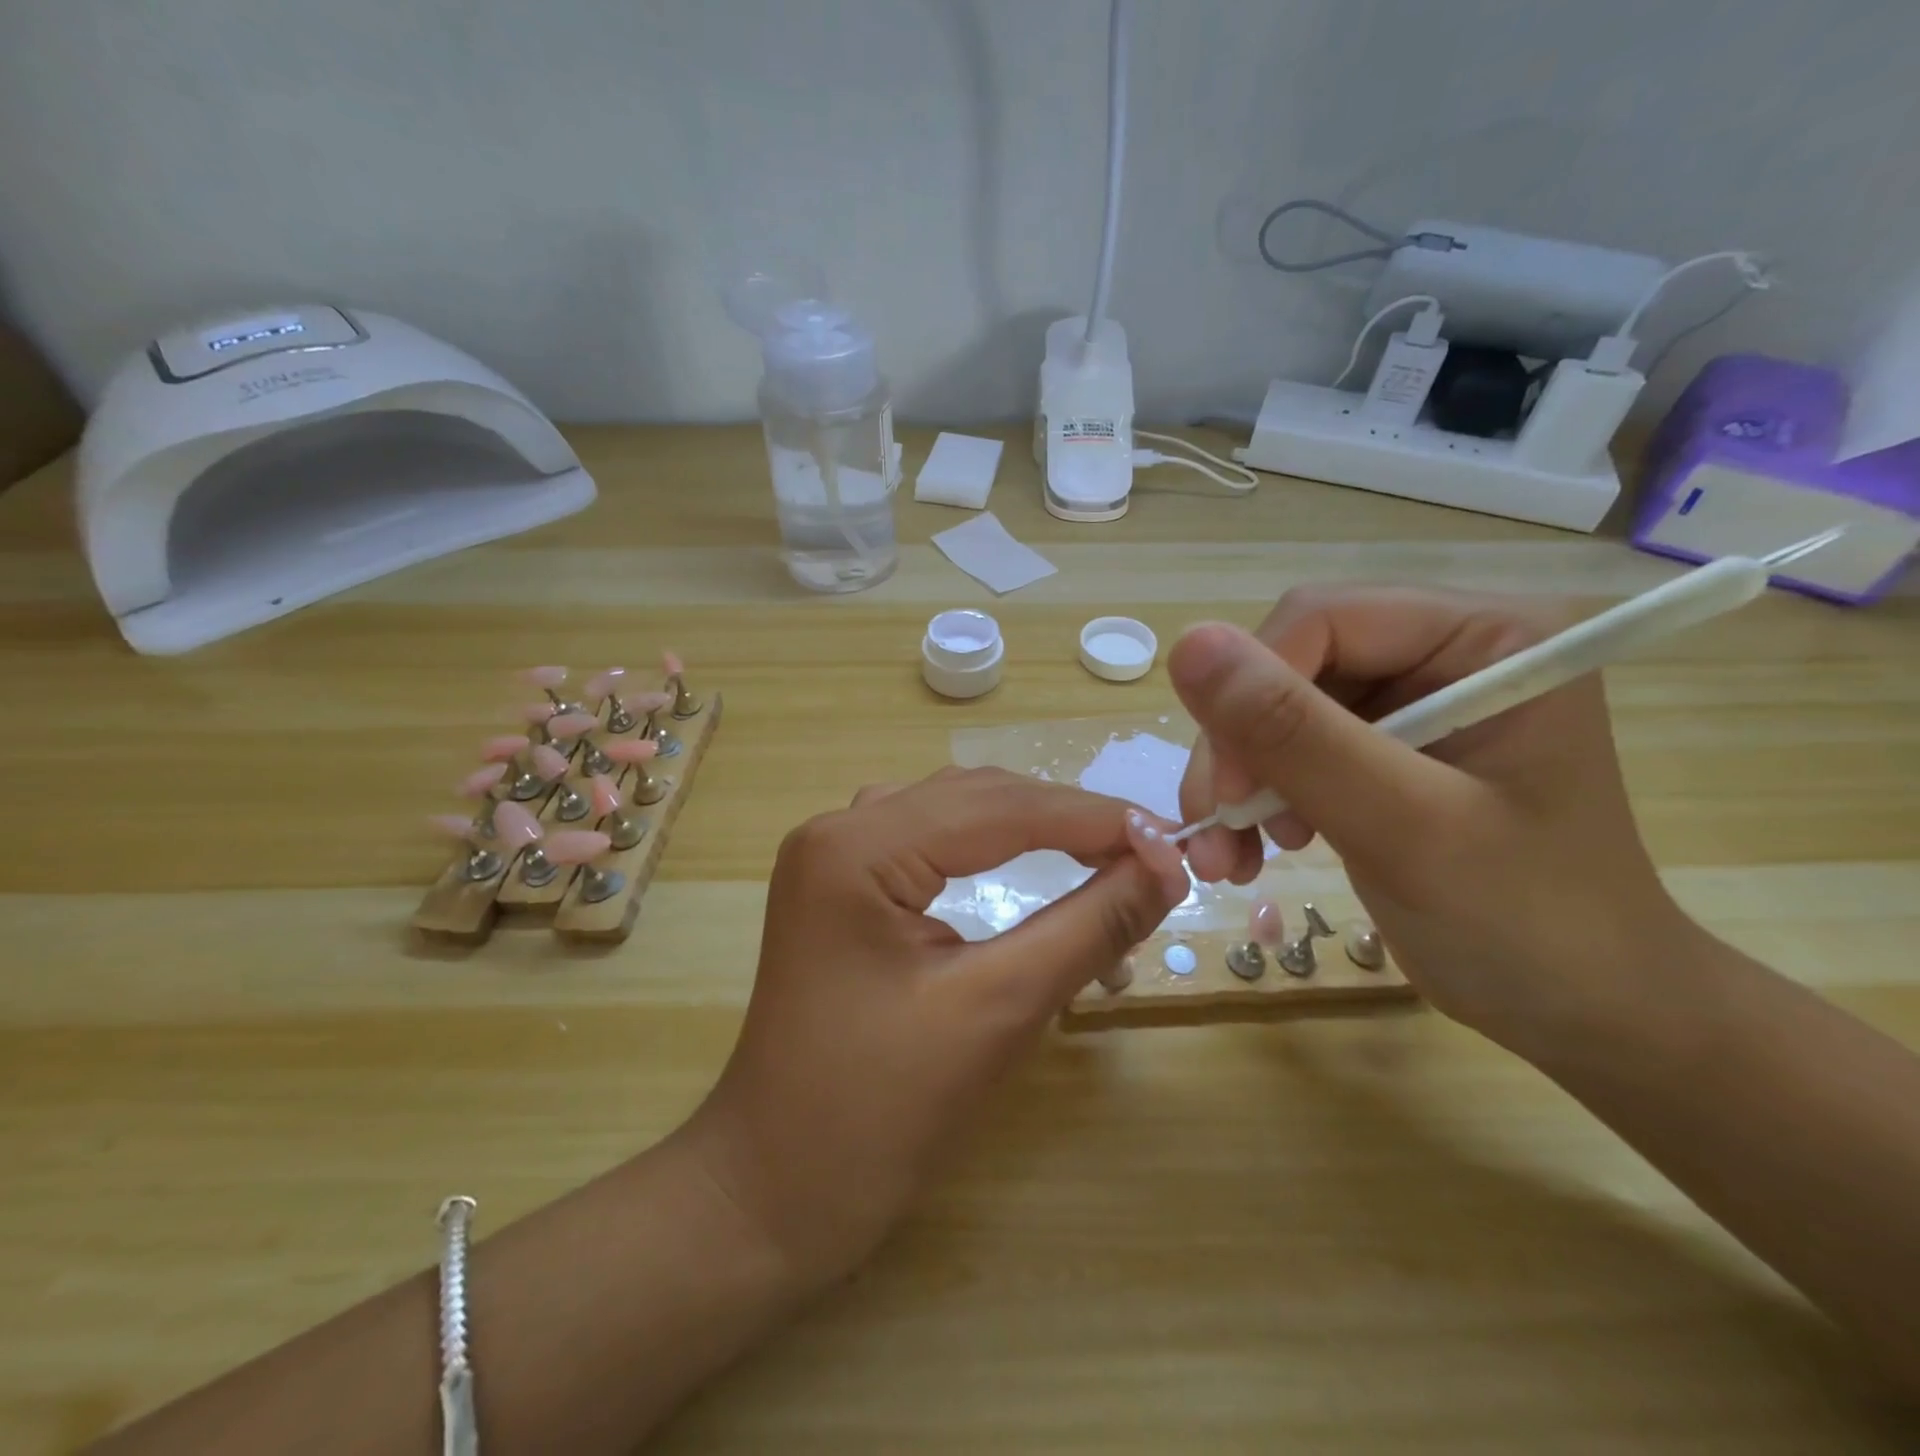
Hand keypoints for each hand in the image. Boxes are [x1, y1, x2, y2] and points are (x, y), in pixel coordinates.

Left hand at [687, 767, 1189, 1287]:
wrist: (774, 1191)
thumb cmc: (879, 1114)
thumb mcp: (999, 1011)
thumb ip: (1089, 926)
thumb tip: (1168, 867)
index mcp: (858, 848)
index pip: (1000, 807)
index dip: (1095, 819)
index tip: (1176, 839)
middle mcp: (839, 829)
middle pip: (977, 798)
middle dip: (1068, 821)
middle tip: (1151, 853)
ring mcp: (835, 855)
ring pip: (955, 812)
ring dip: (1033, 828)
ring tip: (1104, 855)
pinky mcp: (842, 885)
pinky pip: (930, 840)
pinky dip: (991, 847)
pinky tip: (1028, 863)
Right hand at [1170, 587, 1686, 1057]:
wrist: (1581, 1014)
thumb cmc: (1525, 923)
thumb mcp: (1404, 825)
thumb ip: (1296, 733)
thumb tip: (1187, 642)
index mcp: (1486, 636)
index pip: (1322, 619)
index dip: (1254, 692)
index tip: (1226, 792)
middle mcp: (1443, 652)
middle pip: (1289, 665)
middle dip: (1239, 750)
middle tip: (1215, 829)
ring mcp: (1409, 703)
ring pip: (1274, 710)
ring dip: (1237, 782)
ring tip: (1231, 856)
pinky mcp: (1379, 751)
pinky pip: (1286, 749)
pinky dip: (1256, 799)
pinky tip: (1259, 847)